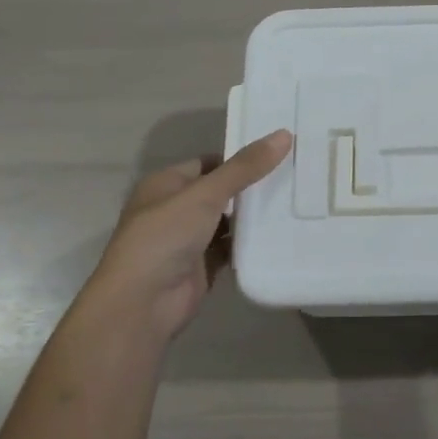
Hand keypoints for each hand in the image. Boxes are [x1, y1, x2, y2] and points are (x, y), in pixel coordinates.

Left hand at [80, 130, 291, 340]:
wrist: (143, 304)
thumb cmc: (165, 237)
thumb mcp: (206, 194)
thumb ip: (245, 167)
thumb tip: (284, 134)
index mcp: (166, 184)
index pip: (208, 163)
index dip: (239, 158)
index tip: (277, 154)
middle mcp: (175, 209)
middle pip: (220, 192)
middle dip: (251, 187)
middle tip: (294, 176)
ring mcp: (188, 241)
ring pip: (227, 222)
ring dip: (253, 217)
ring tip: (295, 202)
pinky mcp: (202, 267)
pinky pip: (231, 249)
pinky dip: (250, 244)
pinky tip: (280, 235)